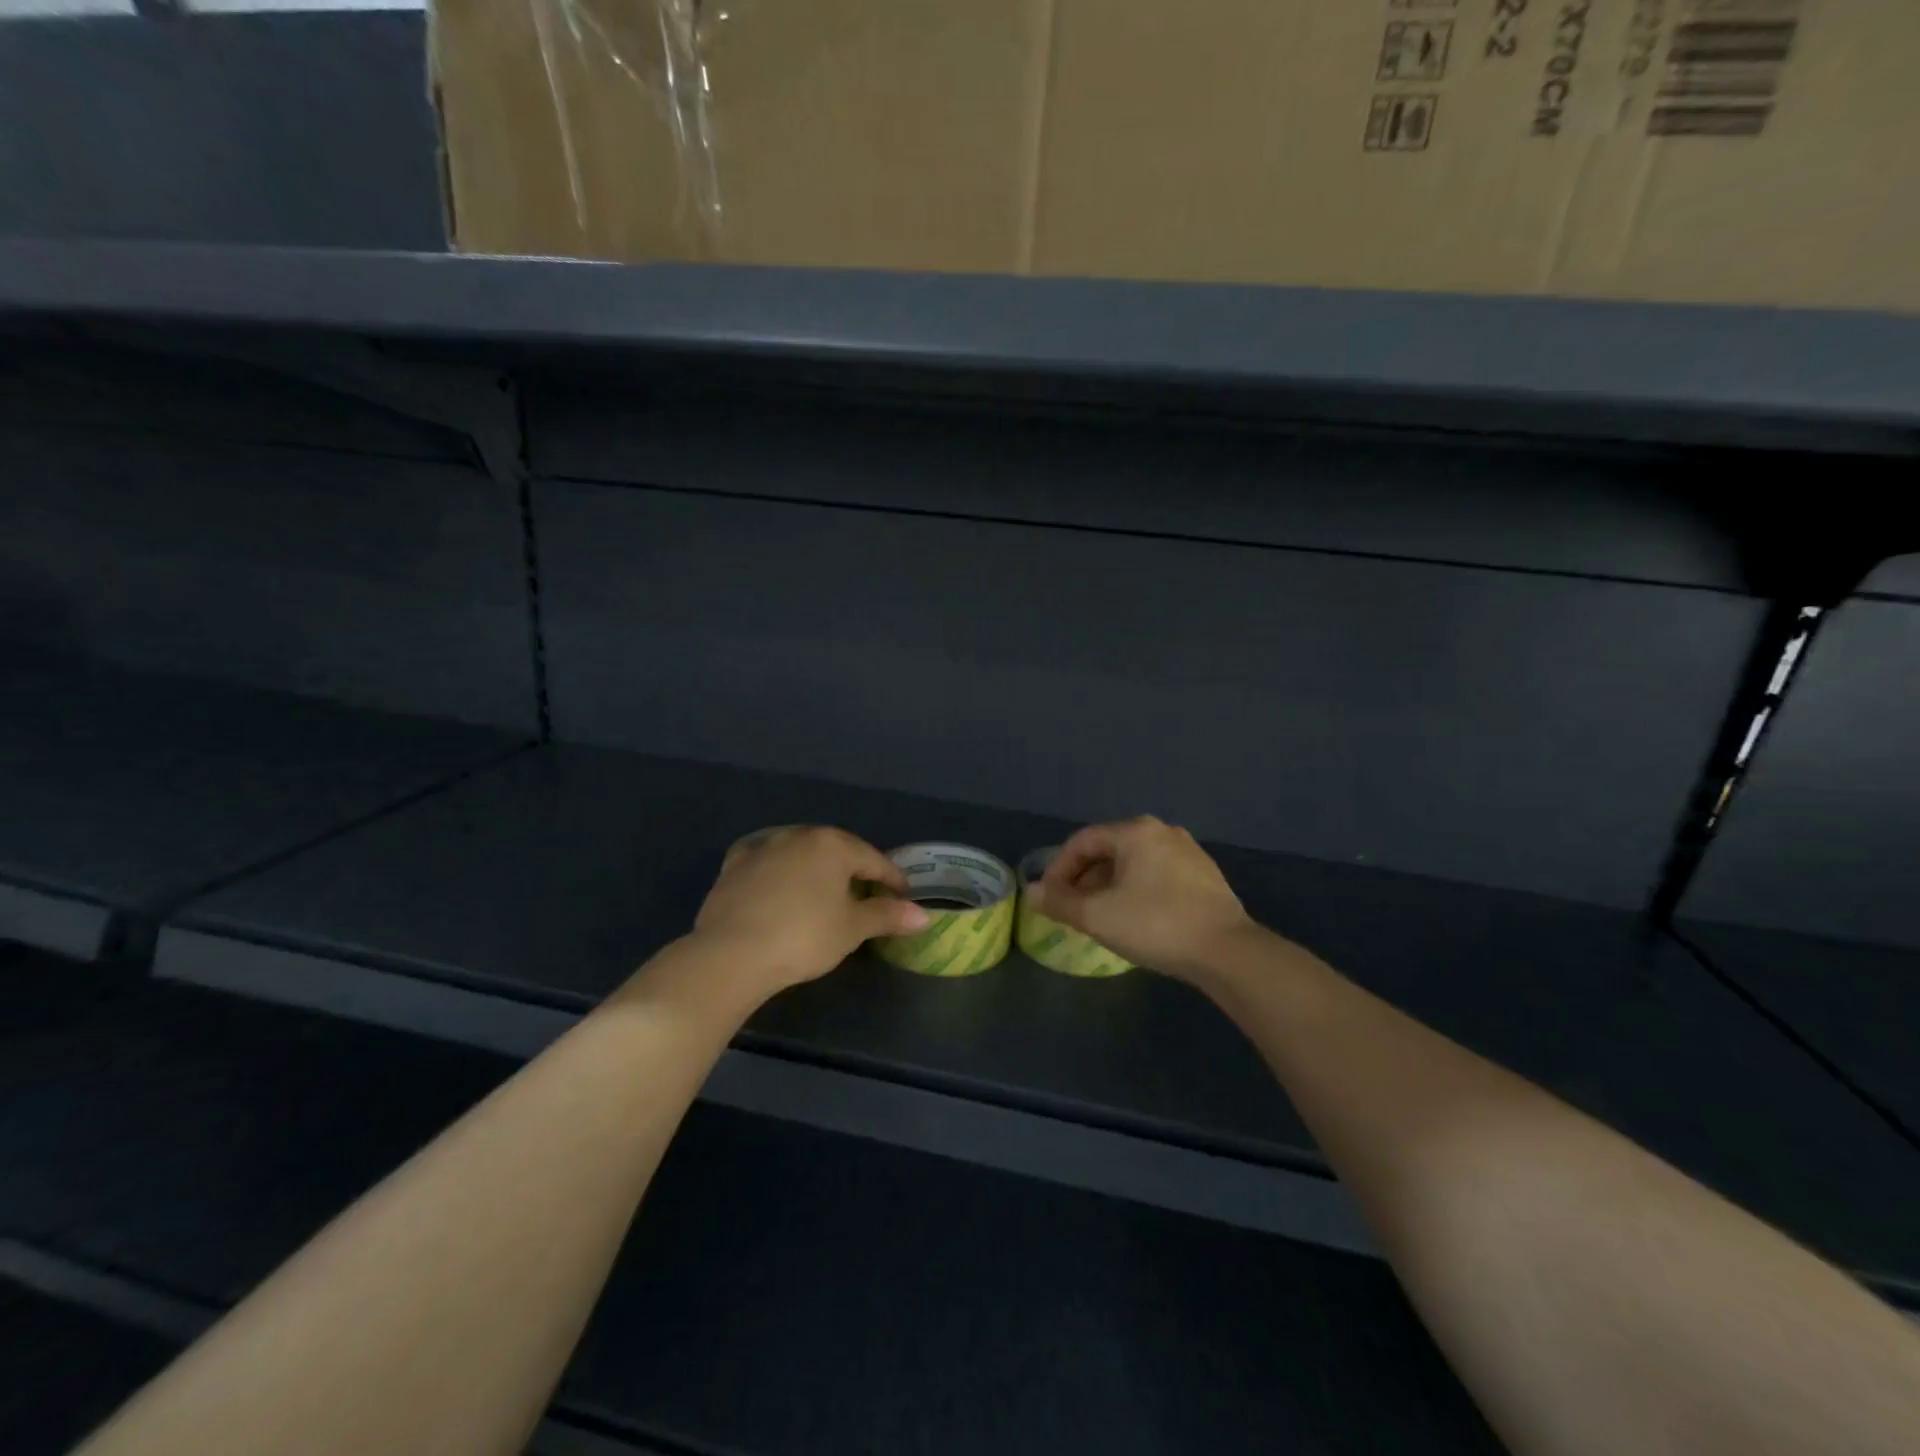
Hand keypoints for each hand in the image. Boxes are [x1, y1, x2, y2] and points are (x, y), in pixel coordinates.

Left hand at [688, 826, 929, 1003]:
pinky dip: (777, 868)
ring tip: (823, 892)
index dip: (893, 880)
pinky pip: (765, 859)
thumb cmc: (804, 937)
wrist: (731, 954)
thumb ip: (887, 915)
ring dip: (815, 868)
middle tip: (866, 896)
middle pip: (837, 851)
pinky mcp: (734, 864)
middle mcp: (799, 835)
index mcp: (833, 844)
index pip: (874, 859)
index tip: (903, 899)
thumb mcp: (852, 929)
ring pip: (800, 852)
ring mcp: (763, 846)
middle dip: (854, 870)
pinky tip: (778, 881)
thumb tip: (923, 915)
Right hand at [1028, 816, 1254, 980]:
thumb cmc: (1156, 925)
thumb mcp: (1098, 916)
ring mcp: (1188, 852)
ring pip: (1133, 863)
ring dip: (1109, 885)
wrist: (1227, 952)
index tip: (1049, 898)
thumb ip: (1060, 902)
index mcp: (1135, 831)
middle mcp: (1162, 831)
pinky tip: (1135, 918)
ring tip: (1100, 916)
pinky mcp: (1204, 875)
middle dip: (1084, 878)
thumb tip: (1031, 892)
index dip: (1058, 869)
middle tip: (1072, 908)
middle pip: (1108, 849)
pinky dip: (1136, 889)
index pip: (1082, 841)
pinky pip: (1157, 874)